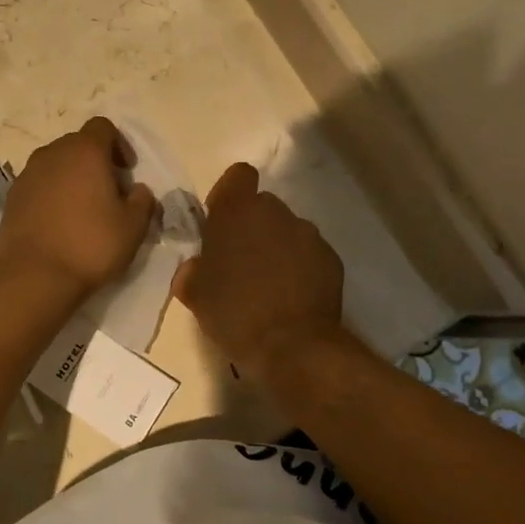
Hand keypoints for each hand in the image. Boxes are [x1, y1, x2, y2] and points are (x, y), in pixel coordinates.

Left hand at [0, 117, 157, 296]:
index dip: (119, 144)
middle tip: (108, 192)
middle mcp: (52, 154)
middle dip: (95, 161)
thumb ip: (142, 201)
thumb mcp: (133, 227)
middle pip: (78, 144)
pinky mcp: (11, 197)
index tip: (127, 171)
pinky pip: (38, 184)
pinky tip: (59, 222)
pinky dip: (51, 194)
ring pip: (55, 164)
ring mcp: (27, 174)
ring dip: (71, 177)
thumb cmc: (90, 245)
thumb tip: (137, 190)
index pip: (103, 127)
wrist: (34, 276)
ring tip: (83, 208)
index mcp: (84, 151)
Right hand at [173, 163, 344, 379]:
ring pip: (286, 230)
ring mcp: (308, 234)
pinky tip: (291, 297)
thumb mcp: (195, 294)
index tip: (221, 224)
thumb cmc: (234, 313)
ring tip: (269, 284)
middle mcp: (276, 212)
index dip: (228, 195)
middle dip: (251, 226)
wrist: (293, 347)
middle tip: (240, 262)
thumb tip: (196, 267)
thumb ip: (192, 270)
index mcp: (237, 212)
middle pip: (262, 206)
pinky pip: (309, 254)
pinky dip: (300, 267)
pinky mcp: (332, 259)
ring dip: (276, 247)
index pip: (238, 175)